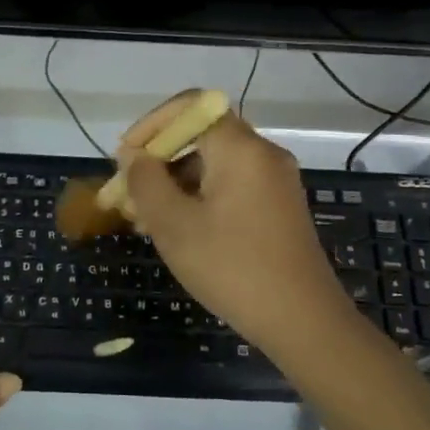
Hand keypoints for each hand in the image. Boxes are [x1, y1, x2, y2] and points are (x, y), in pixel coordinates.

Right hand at [117, 95, 352, 351]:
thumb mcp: (174, 225)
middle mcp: (262, 154)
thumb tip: (134, 157)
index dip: (150, 125)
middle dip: (158, 159)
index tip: (125, 158)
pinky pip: (230, 184)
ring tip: (144, 217)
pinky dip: (198, 195)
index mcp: (240, 148)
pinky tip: (176, 228)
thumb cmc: (232, 268)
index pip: (189, 106)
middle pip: (200, 135)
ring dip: (174, 181)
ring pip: (213, 163)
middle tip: (127, 192)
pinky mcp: (278, 207)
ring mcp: (274, 181)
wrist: (303, 322)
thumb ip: (146, 182)